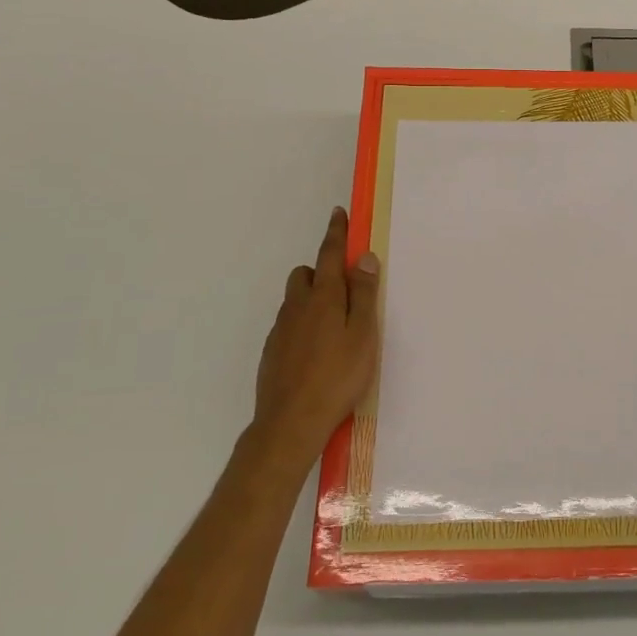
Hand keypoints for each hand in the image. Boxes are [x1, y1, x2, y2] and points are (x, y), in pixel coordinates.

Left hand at [249, 208, 381, 472]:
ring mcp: (281, 329)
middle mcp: (298, 306)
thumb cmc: (338, 377)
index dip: (336, 233)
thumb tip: (363, 257)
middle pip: (306, 274)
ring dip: (312, 298)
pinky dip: (303, 324)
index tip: (338, 213)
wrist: (290, 423)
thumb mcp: (363, 335)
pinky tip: (316, 351)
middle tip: (345, 291)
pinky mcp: (272, 351)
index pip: (330, 254)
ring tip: (334, 326)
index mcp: (324, 297)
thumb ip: (364, 294)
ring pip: (295, 300)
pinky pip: (289, 324)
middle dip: (322, 271)